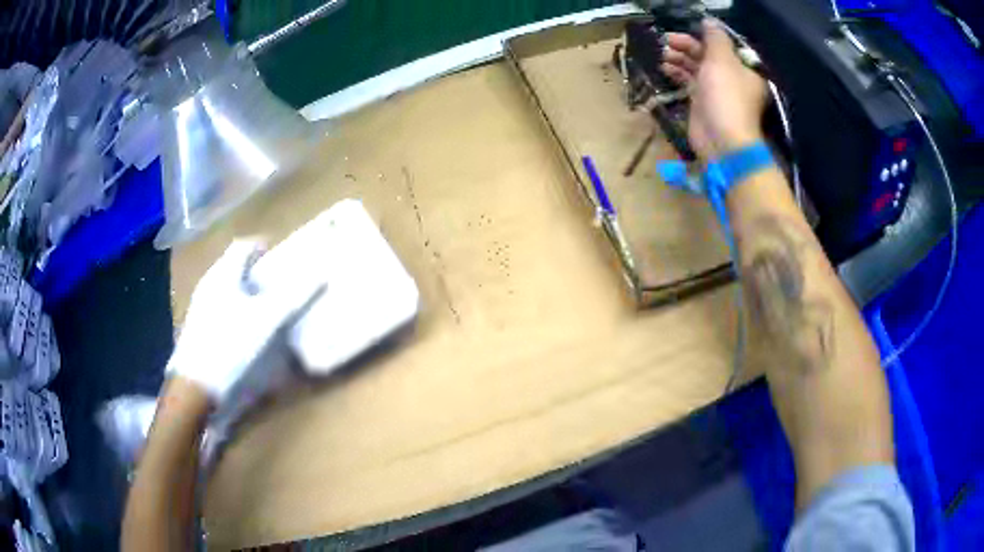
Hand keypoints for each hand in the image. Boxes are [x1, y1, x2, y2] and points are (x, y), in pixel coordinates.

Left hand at [166, 239, 322, 402]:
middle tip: (276, 286)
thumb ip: (294, 296)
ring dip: (244, 292)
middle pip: (233, 266)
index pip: (243, 246)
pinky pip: (218, 307)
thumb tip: (321, 273)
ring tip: (263, 310)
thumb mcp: (268, 320)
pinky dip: (234, 310)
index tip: (279, 261)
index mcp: (224, 274)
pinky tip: (243, 331)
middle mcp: (209, 284)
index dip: (262, 248)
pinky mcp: (196, 328)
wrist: (197, 385)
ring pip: (225, 288)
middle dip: (255, 272)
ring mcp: (199, 306)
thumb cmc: (232, 345)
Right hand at [662, 20, 767, 159]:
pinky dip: (677, 74)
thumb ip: (715, 38)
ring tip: (662, 53)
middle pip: (707, 56)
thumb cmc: (726, 96)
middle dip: (687, 46)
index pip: (722, 46)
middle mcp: (732, 79)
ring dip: (679, 59)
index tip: (683, 32)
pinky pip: (689, 83)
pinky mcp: (703, 104)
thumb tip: (709, 21)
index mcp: (743, 69)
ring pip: (696, 68)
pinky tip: (664, 67)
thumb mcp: (722, 60)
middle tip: (666, 41)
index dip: (703, 37)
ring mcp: (717, 92)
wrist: (722, 139)